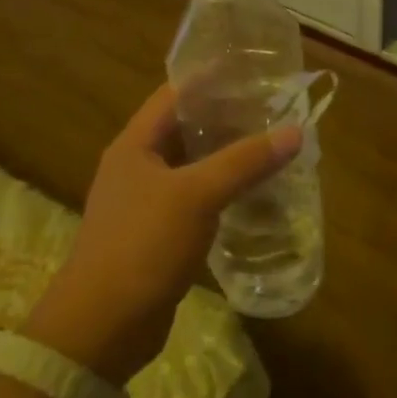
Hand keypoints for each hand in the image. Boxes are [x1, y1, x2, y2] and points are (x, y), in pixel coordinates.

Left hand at [25, 85, 301, 384]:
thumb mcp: (196, 196)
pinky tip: (253, 193)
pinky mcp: (157, 236)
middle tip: (271, 107)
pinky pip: (194, 200)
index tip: (250, 68)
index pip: (173, 94)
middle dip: (225, 117)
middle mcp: (137, 167)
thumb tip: (294, 131)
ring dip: (226, 156)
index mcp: (135, 145)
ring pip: (192, 166)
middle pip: (184, 129)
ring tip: (269, 143)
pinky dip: (221, 192)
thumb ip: (244, 161)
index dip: (209, 78)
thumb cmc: (142, 245)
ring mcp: (145, 203)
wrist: (101, 328)